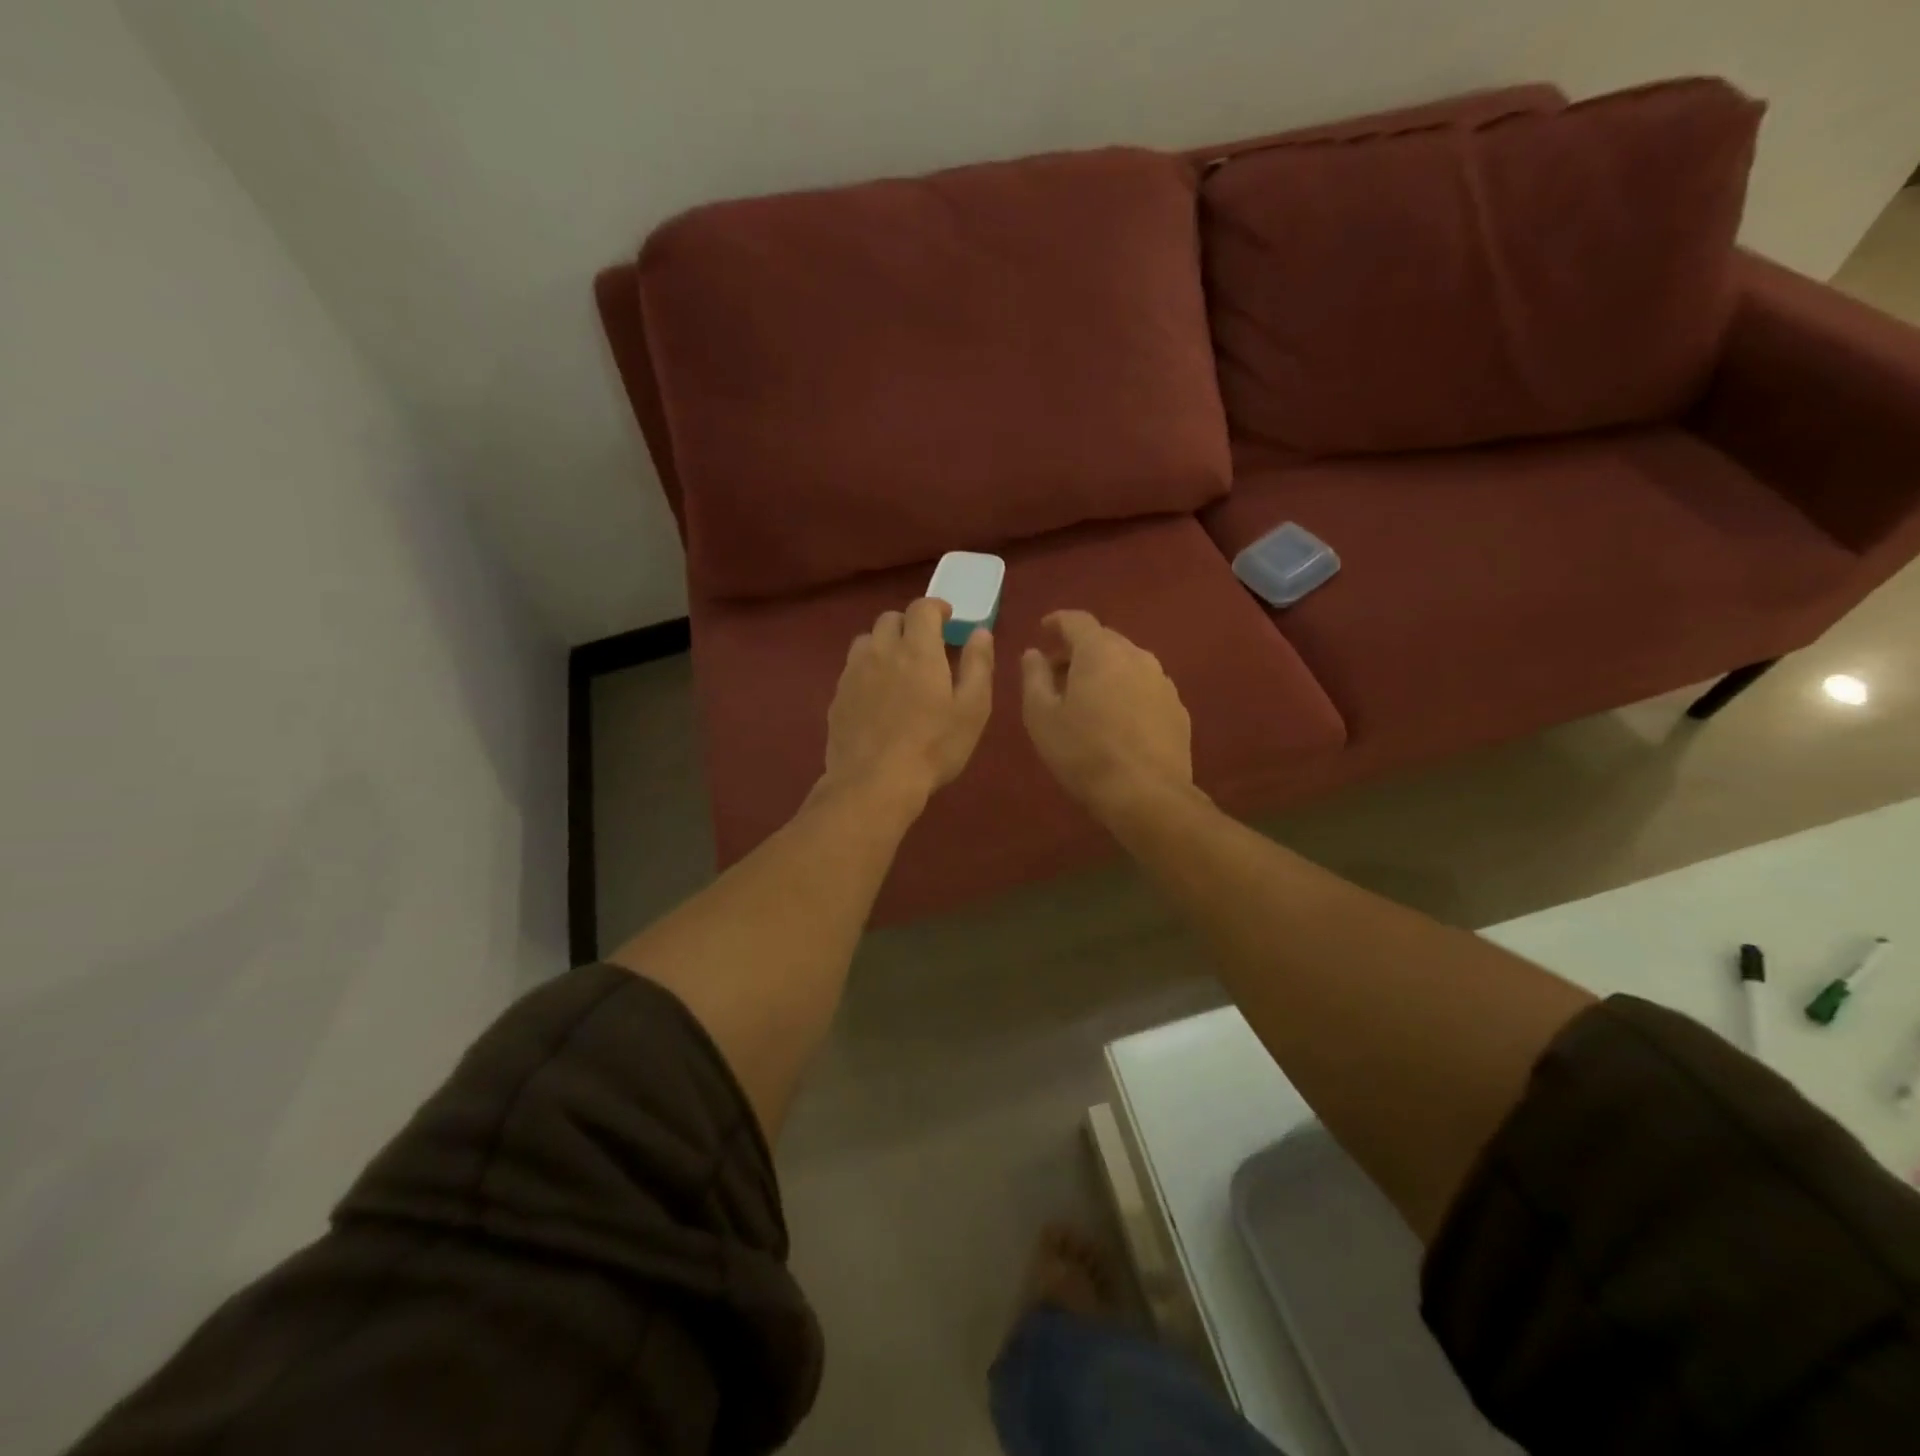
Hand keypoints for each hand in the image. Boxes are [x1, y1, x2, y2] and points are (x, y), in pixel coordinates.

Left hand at [822, 598, 992, 804]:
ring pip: (866, 640)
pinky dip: (867, 669)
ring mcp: (854, 672)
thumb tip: (979, 632)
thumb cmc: (933, 747)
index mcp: (918, 649)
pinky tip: (876, 695)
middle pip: (890, 619)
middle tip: (924, 646)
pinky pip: (852, 668)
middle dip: (909, 624)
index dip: (936, 607)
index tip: (947, 619)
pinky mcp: (838, 696)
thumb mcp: (972, 709)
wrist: (874, 782)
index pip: (922, 608)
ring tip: (897, 667)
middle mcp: (882, 651)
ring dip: (884, 644)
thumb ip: (978, 665)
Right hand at [1021, 610, 1192, 819]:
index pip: (1077, 620)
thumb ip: (1033, 677)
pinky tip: (1117, 721)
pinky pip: (1145, 688)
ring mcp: (1162, 681)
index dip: (1057, 621)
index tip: (1042, 631)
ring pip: (1127, 664)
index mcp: (1100, 651)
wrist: (1146, 794)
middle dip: (1078, 650)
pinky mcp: (1177, 708)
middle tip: (1058, 674)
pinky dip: (1127, 692)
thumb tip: (1033, 653)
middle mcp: (1136, 655)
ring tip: (1087, 700)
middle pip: (1104, 640)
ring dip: (1105, 672)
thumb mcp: (1041, 716)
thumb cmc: (1083, 752)